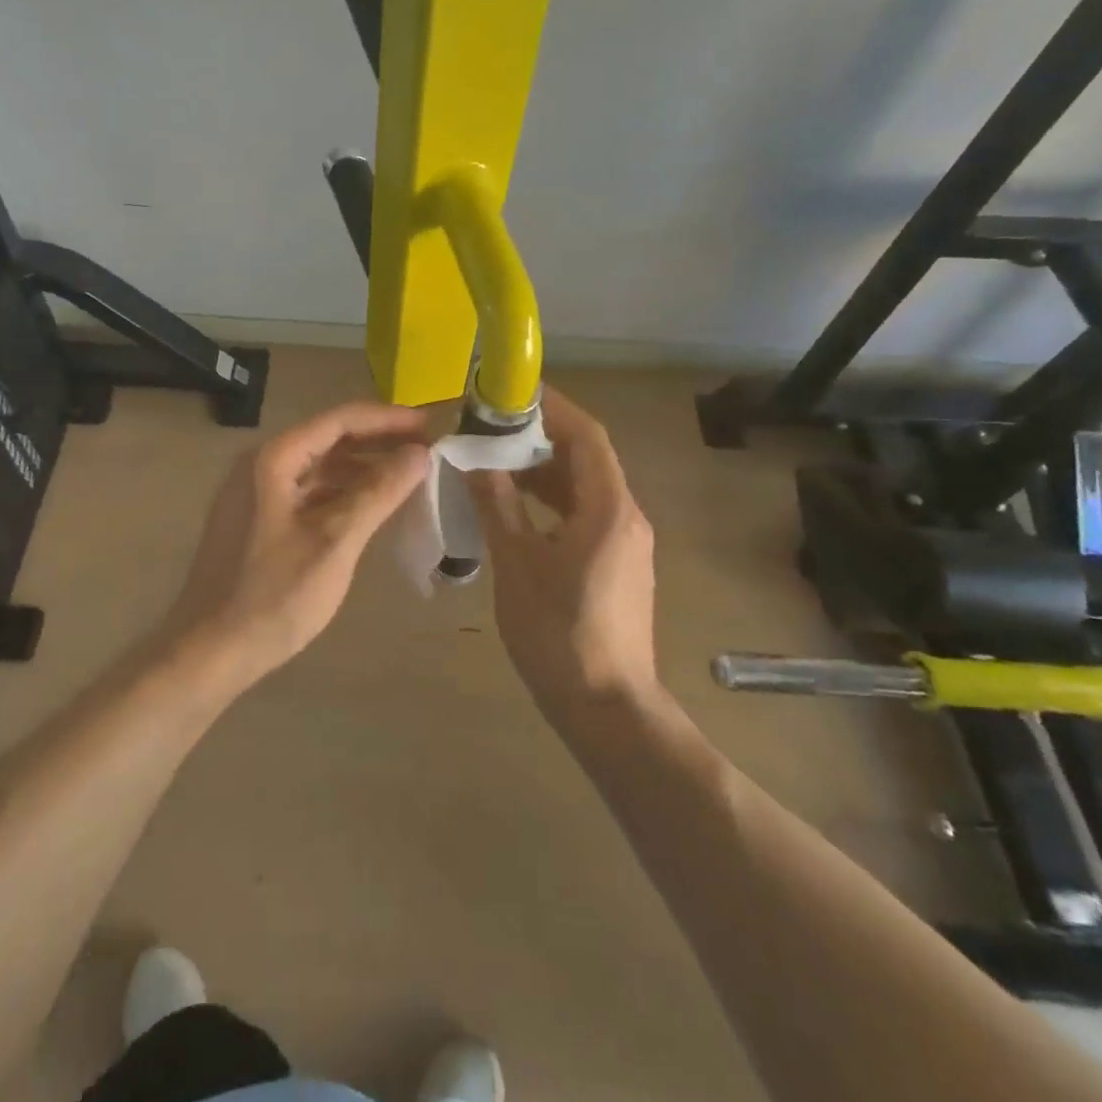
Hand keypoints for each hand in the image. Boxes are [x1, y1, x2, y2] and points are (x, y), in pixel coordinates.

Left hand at [166, 401, 430, 685]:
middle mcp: (261, 466)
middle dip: (378, 442)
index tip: (429, 425)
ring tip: (408, 477)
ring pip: (319, 468)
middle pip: (328, 440)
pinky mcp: (258, 521)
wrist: (209, 652)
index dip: (387, 419)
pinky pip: (309, 493)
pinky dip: (342, 494)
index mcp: (273, 459)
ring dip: (362, 469)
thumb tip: (419, 454)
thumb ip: (378, 492)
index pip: (338, 420)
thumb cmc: (273, 597)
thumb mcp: (334, 542)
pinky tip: (371, 507)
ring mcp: (256, 494)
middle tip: (426, 450)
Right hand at [466, 388, 657, 710]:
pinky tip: (517, 510)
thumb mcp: (518, 565)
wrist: (607, 708)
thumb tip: (475, 462)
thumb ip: (498, 506)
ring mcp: (626, 543)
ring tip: (496, 465)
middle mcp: (626, 517)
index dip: (553, 408)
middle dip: (541, 438)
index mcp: (608, 509)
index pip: (587, 436)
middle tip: (492, 430)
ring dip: (544, 471)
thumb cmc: (559, 634)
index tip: (512, 393)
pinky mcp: (618, 565)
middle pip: (586, 459)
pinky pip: (585, 514)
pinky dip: (552, 502)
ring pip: (584, 488)